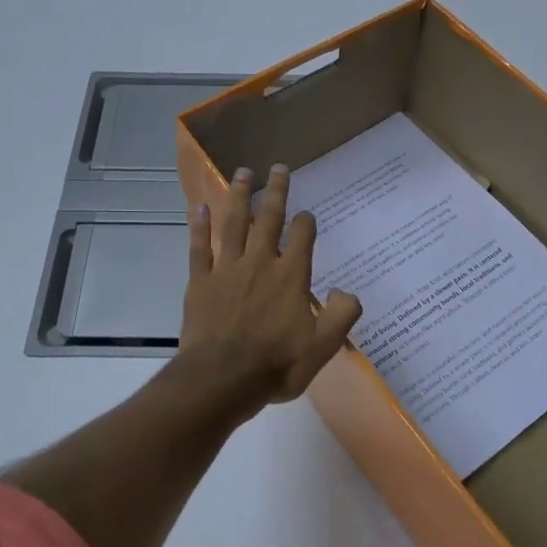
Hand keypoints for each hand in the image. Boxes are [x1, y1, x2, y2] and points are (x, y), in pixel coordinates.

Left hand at [177, 164, 362, 416]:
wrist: (221, 379)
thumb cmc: (275, 365)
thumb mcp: (322, 347)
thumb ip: (341, 315)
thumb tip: (348, 292)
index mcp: (291, 276)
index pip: (303, 237)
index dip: (307, 222)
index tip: (308, 215)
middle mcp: (260, 263)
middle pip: (269, 219)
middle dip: (276, 192)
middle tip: (278, 167)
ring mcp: (227, 269)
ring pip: (234, 224)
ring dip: (240, 197)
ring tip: (242, 172)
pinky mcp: (200, 282)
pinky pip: (199, 247)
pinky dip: (199, 227)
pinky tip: (199, 207)